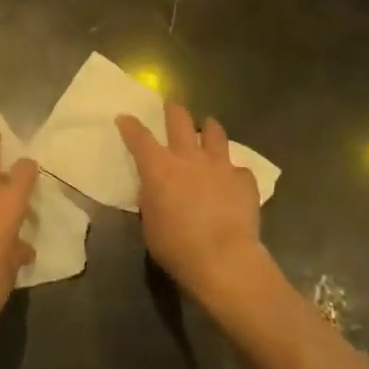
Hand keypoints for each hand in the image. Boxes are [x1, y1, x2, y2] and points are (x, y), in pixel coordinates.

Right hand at [118, 101, 267, 303]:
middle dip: (173, 110)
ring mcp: (219, 165)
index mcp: (159, 167)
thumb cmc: (177, 246)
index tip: (125, 118)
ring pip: (215, 132)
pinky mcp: (244, 180)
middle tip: (171, 108)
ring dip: (209, 129)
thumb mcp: (150, 225)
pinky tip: (234, 182)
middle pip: (179, 119)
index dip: (130, 126)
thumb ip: (151, 201)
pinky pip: (239, 169)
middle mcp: (189, 157)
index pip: (139, 137)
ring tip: (208, 130)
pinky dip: (234, 173)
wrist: (224, 259)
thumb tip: (154, 191)